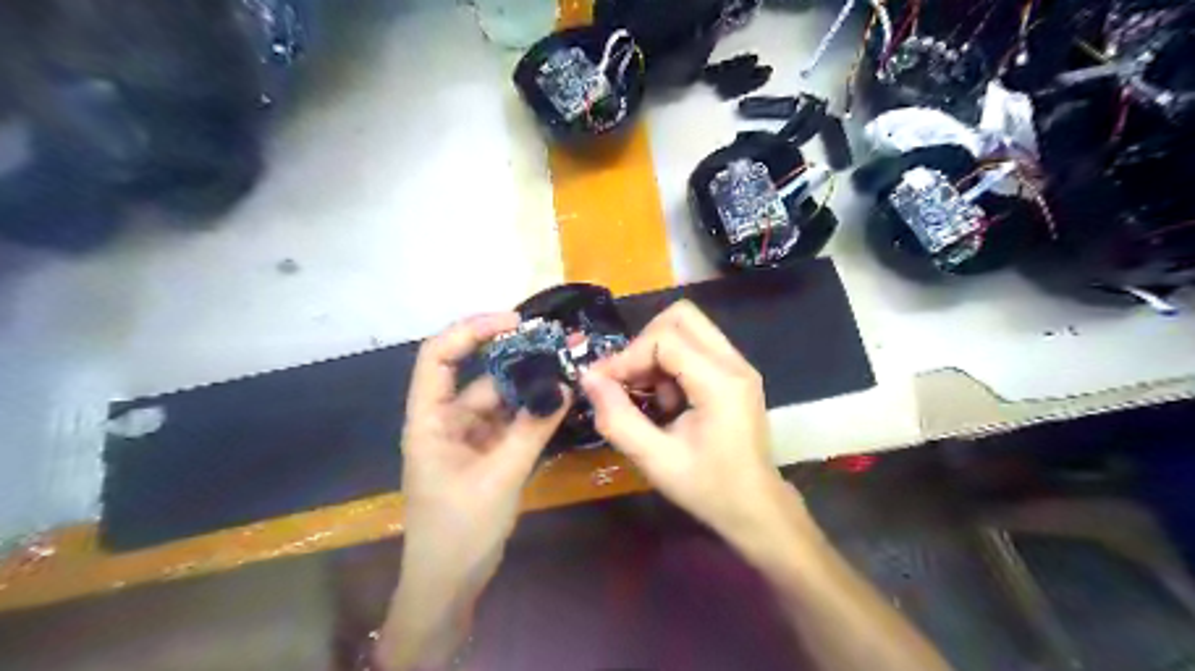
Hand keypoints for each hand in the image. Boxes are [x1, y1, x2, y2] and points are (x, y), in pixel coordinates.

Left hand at [382, 315, 568, 670]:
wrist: (450, 584)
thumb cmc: (459, 531)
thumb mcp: (499, 476)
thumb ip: (532, 429)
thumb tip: (564, 386)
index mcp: (430, 420)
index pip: (440, 357)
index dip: (472, 331)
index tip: (515, 322)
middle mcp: (447, 420)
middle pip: (480, 374)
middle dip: (517, 356)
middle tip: (559, 341)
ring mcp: (469, 437)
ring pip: (501, 398)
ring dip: (531, 385)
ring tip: (569, 368)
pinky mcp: (487, 452)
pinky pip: (512, 421)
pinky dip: (534, 411)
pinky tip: (561, 400)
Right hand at [583, 302, 796, 550]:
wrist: (756, 509)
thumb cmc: (708, 489)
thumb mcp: (655, 460)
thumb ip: (618, 419)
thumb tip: (589, 379)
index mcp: (721, 383)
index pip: (665, 339)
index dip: (627, 356)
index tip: (602, 384)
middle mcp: (735, 363)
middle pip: (682, 317)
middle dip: (644, 342)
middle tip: (629, 378)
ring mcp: (739, 366)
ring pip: (689, 327)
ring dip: (657, 352)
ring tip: (649, 394)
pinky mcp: (735, 373)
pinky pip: (696, 345)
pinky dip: (671, 361)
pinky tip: (667, 399)